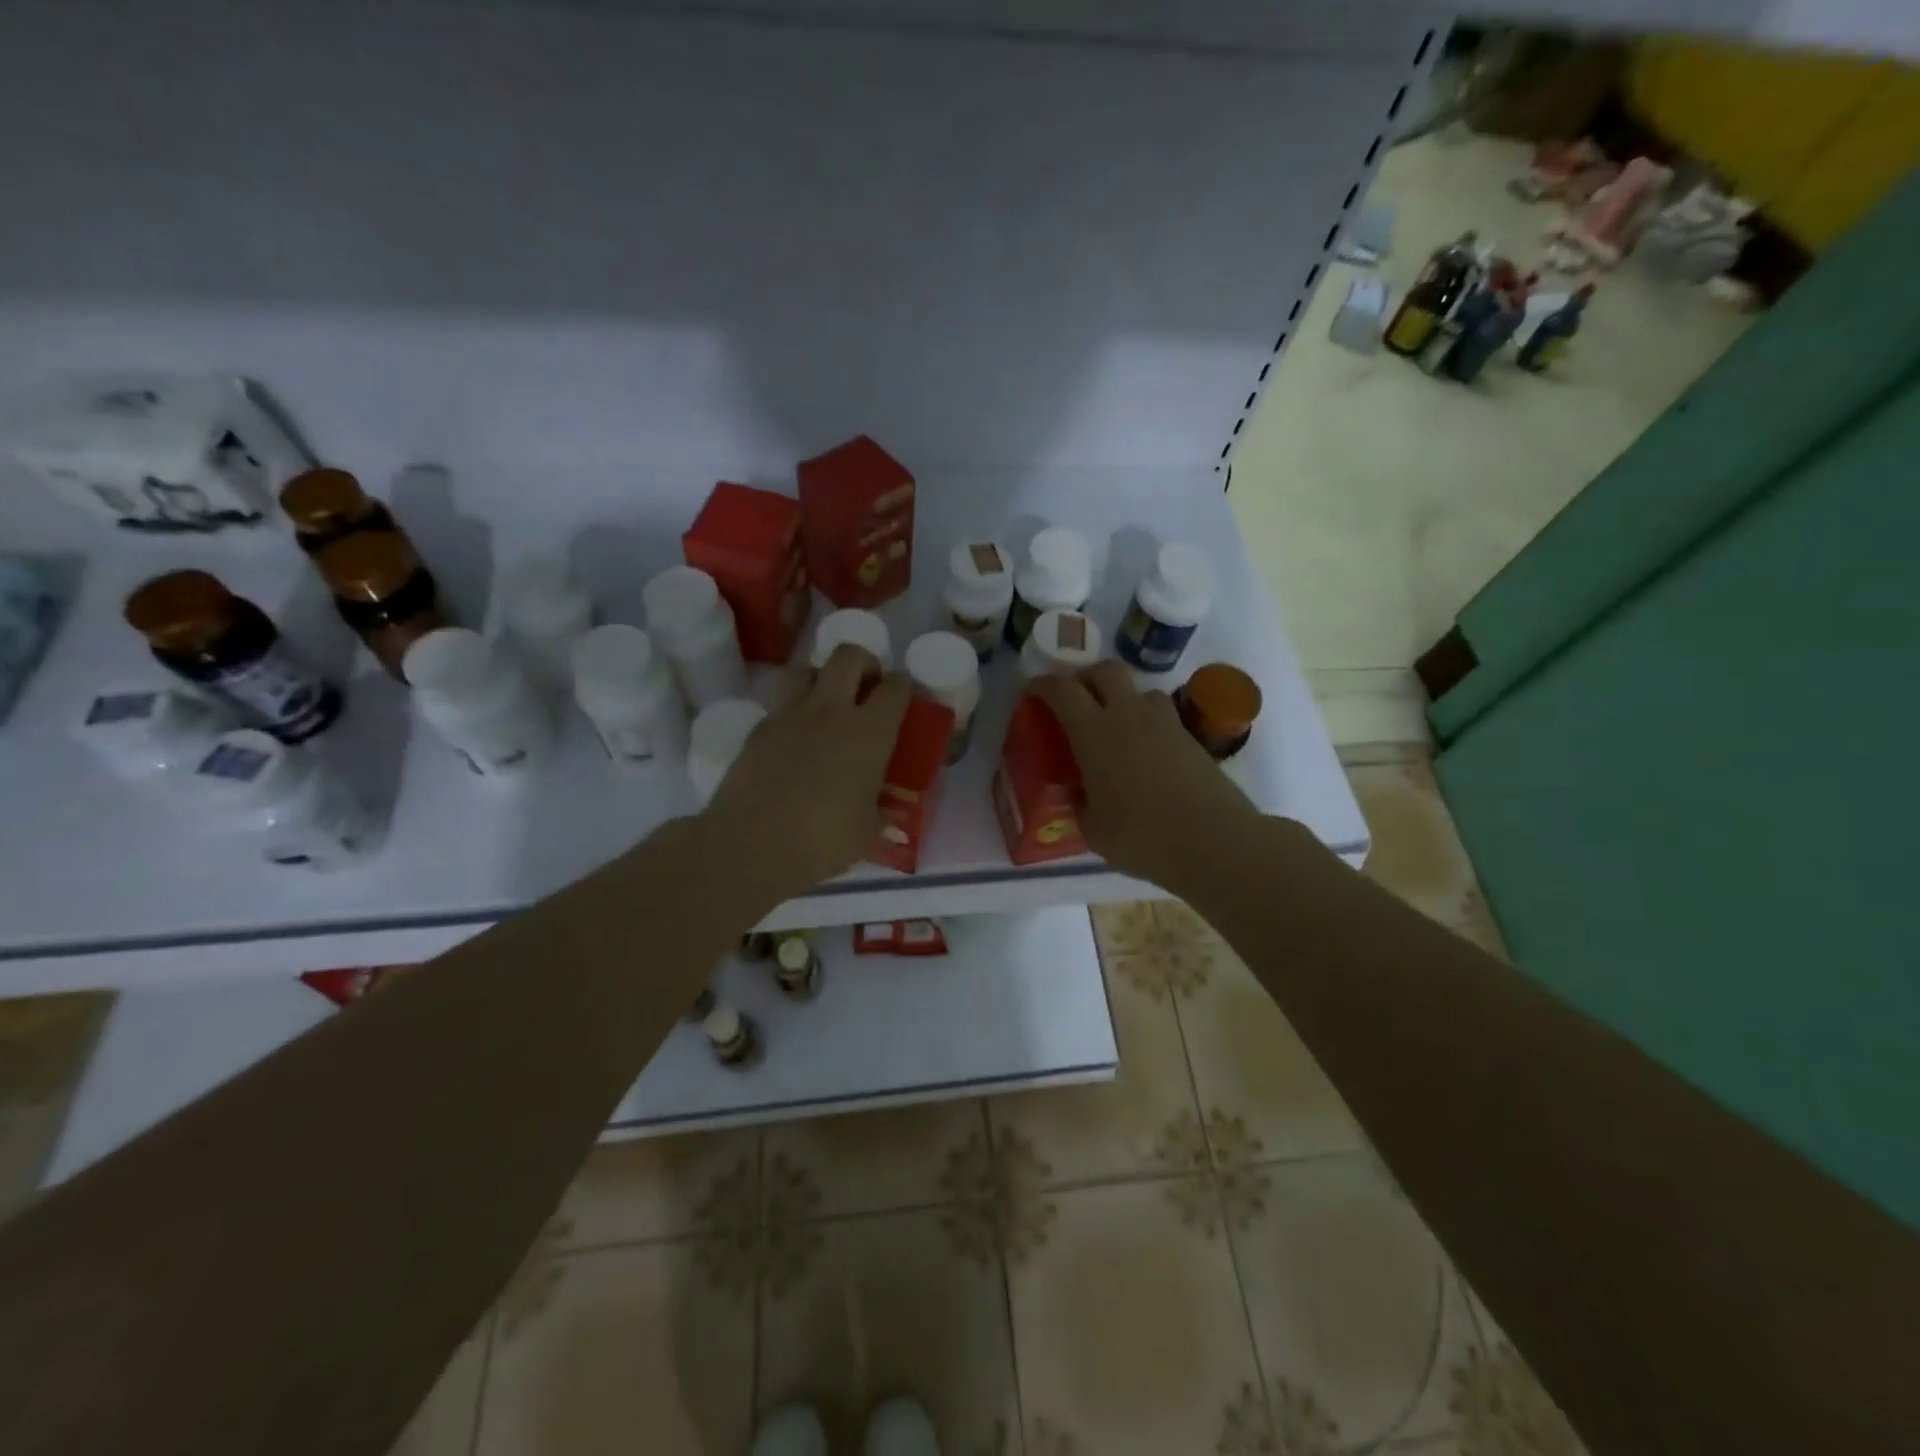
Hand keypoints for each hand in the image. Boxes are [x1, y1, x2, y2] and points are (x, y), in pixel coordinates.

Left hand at [700, 644, 910, 908]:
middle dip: (863, 663)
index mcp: (869, 732)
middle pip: (848, 655)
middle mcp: (830, 711)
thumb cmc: (823, 840)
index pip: (895, 687)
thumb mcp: (867, 830)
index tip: (903, 698)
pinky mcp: (757, 730)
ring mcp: (789, 716)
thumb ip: (879, 811)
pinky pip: (779, 705)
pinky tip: (794, 741)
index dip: (903, 687)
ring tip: (826, 704)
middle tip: (866, 688)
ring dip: (820, 678)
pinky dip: (792, 713)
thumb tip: (884, 812)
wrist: (752, 845)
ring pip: (805, 669)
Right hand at [1034, 661, 1261, 892]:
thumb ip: (1080, 806)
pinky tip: (1144, 751)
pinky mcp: (1190, 737)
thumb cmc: (1143, 837)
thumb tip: (1078, 795)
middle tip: (1075, 702)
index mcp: (1095, 733)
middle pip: (1105, 671)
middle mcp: (1128, 716)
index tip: (1032, 693)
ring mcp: (1164, 723)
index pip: (1063, 690)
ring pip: (1139, 689)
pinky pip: (1162, 714)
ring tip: (1114, 725)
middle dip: (1085, 678)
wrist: (1215, 841)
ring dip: (1121, 697)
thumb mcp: (1094, 830)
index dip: (1043, 685)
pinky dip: (1146, 721)